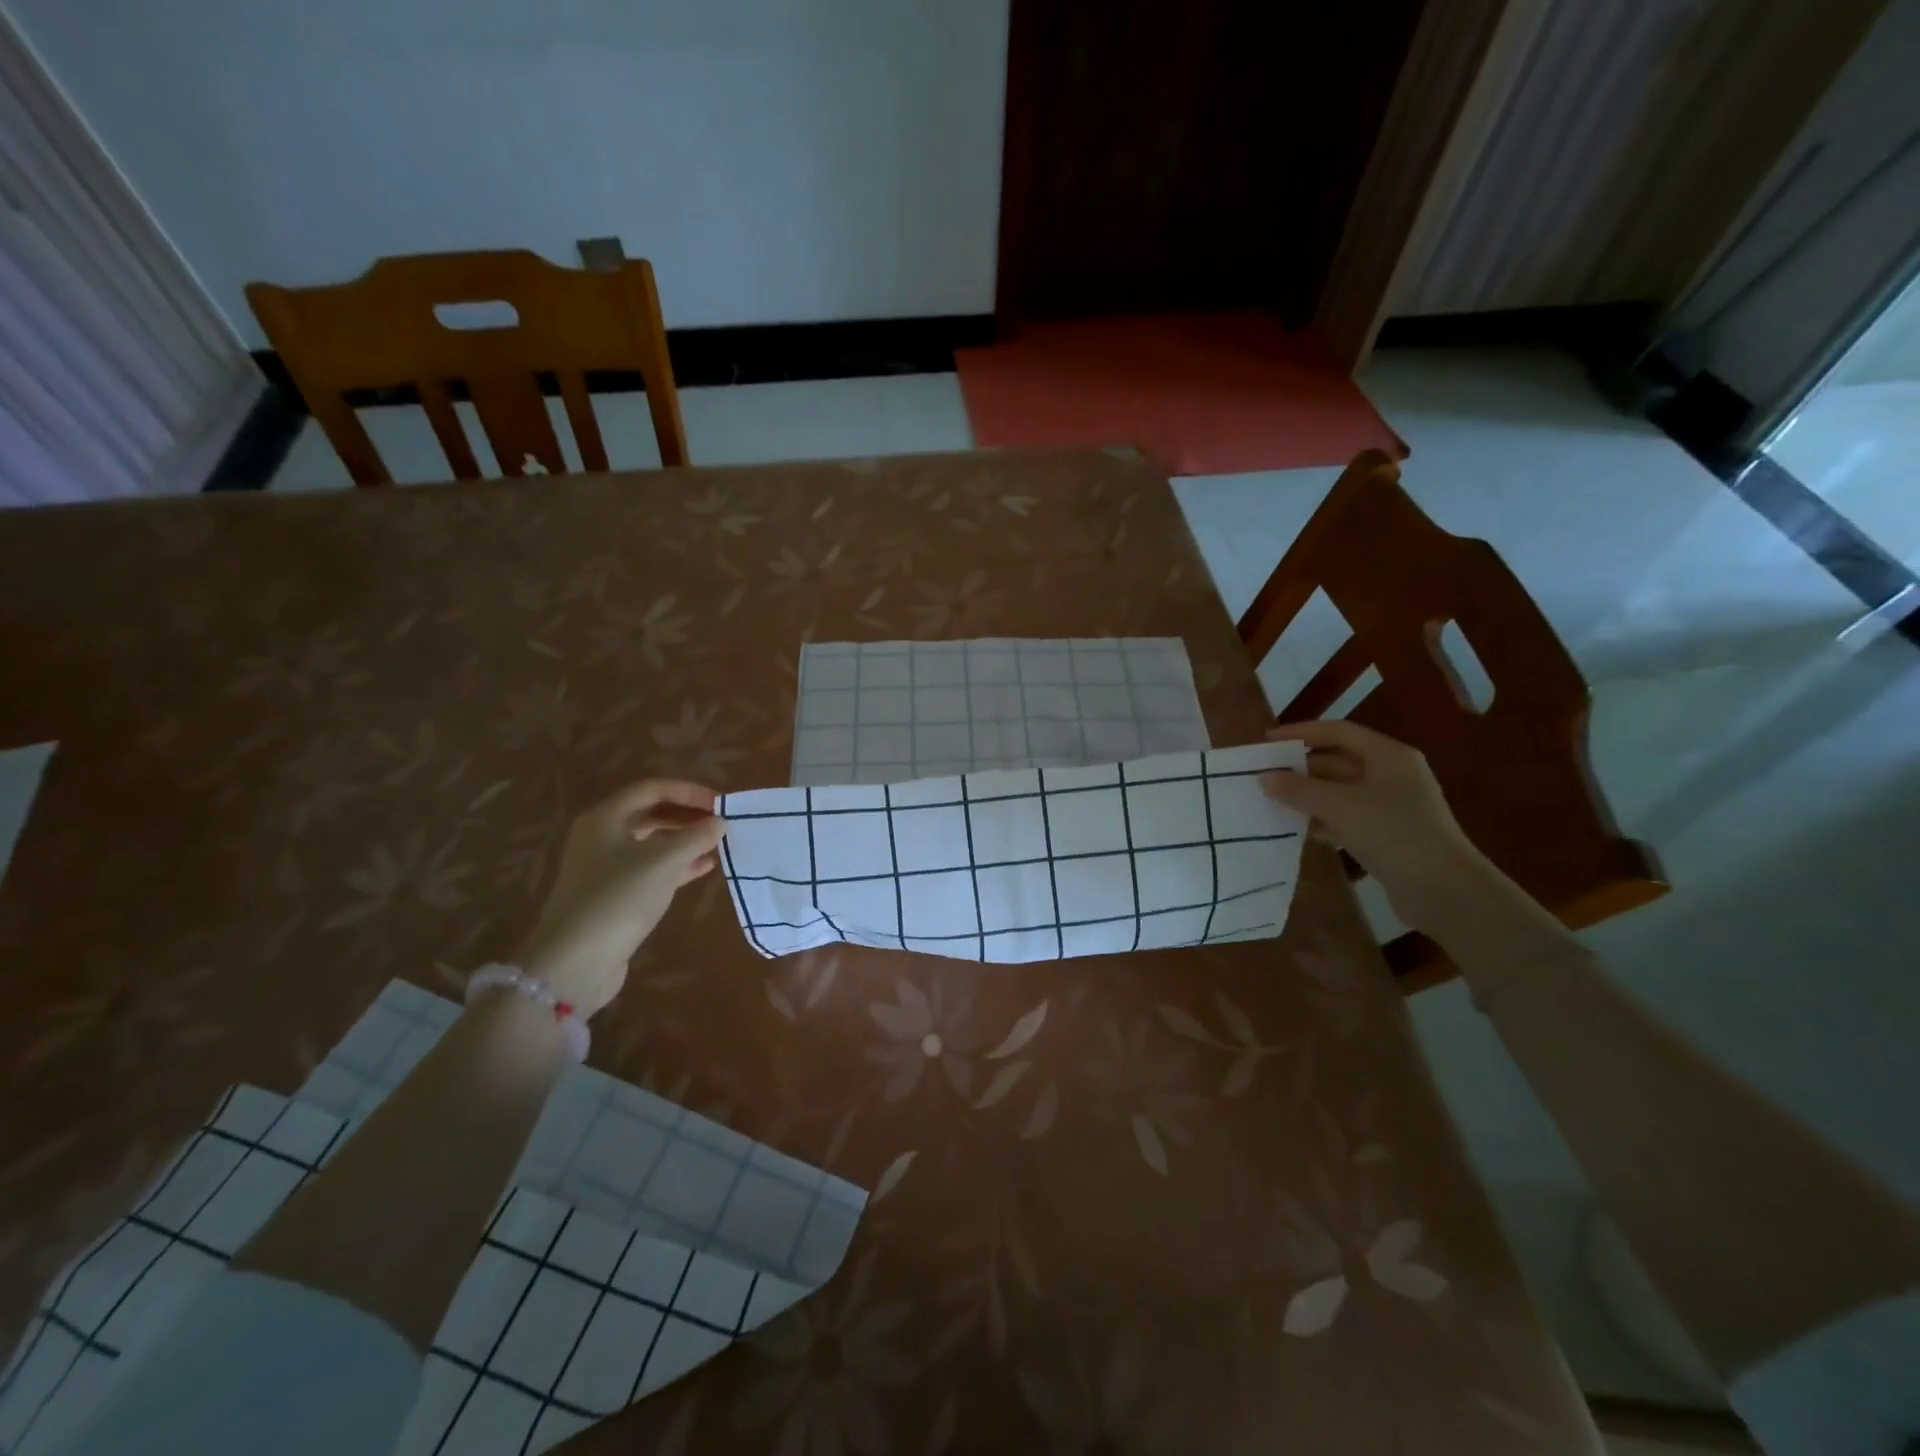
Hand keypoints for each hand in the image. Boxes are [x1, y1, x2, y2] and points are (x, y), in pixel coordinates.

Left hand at [513, 780, 727, 1016]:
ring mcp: (605, 868)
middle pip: (650, 813)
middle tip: (721, 823)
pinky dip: (677, 865)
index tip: (721, 803)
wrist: (574, 964)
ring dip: (684, 840)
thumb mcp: (663, 863)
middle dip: (687, 815)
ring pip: (651, 842)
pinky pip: (650, 869)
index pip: (652, 788)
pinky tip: (704, 868)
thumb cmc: (618, 900)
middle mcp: (601, 837)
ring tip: (718, 844)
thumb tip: (719, 821)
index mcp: (605, 818)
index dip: (689, 791)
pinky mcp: (613, 896)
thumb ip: (695, 837)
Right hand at [1259, 719, 1490, 930]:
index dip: (1302, 733)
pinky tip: (1297, 830)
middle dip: (1301, 769)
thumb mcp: (1340, 806)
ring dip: (1308, 796)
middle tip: (1264, 777)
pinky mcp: (1387, 835)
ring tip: (1272, 803)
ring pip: (1339, 792)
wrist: (1444, 890)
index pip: (1339, 732)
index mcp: (1388, 756)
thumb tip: (1264, 778)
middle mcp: (1391, 775)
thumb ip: (1299, 790)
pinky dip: (1322, 820)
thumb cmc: (1394, 833)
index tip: (1267, 743)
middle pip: (1338, 762)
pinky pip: (1346, 818)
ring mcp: (1391, 806)